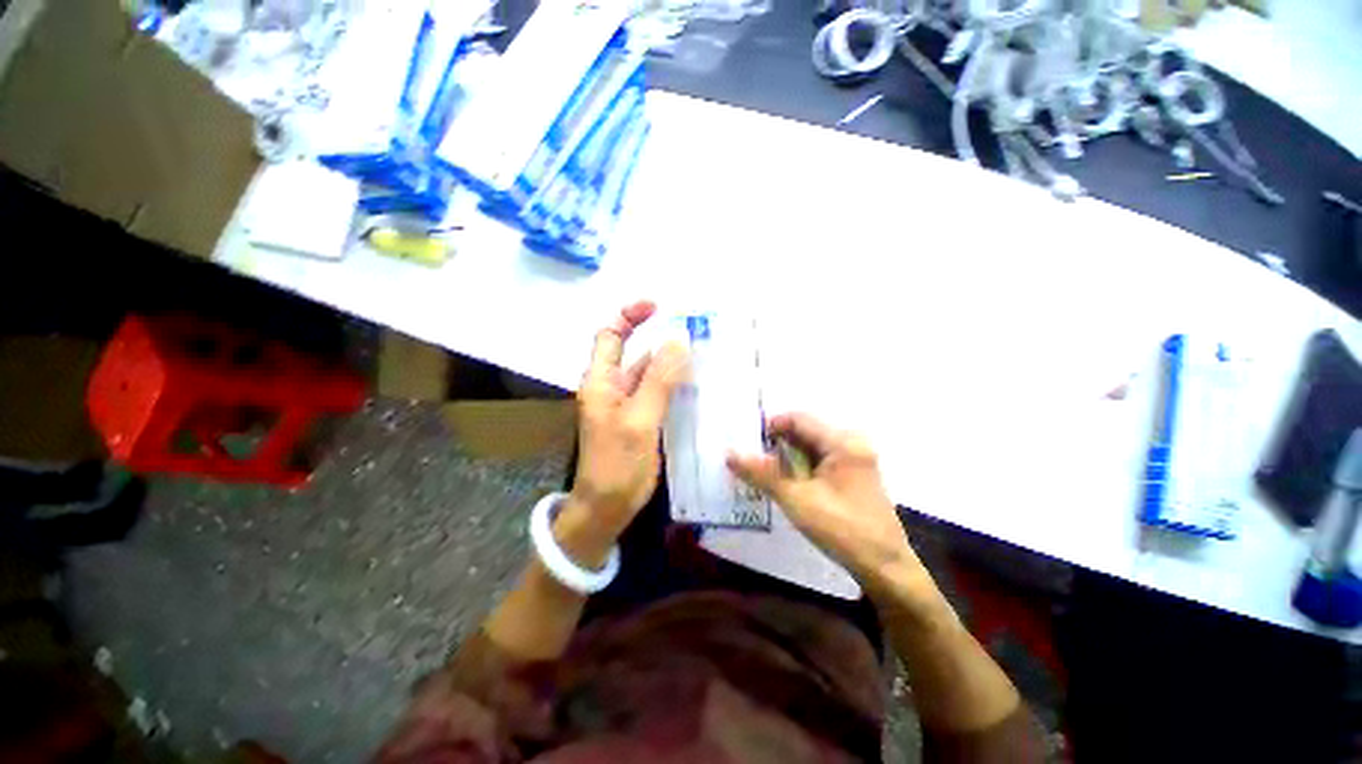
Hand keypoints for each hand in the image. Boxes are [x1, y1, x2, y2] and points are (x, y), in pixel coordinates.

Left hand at [566, 301, 687, 556]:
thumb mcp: (640, 419)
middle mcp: (612, 387)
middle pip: (635, 353)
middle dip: (661, 340)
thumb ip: (658, 380)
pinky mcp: (640, 419)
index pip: (611, 335)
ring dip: (671, 364)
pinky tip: (696, 384)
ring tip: (703, 355)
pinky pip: (658, 393)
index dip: (630, 316)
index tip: (659, 307)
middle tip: (696, 333)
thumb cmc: (617, 464)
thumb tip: (677, 341)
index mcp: (601, 381)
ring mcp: (627, 404)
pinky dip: (674, 385)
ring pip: (650, 374)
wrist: (607, 507)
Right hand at [727, 413, 917, 592]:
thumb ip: (762, 473)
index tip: (746, 442)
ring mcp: (854, 458)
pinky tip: (784, 481)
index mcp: (842, 441)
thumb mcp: (797, 500)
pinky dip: (799, 467)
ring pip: (810, 447)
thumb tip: (730, 453)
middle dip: (775, 443)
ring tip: (761, 470)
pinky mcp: (853, 474)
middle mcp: (850, 442)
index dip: (769, 427)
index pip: (797, 419)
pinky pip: (819, 460)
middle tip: (750, 457)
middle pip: (804, 431)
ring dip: (786, 456)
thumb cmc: (842, 529)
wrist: (885, 568)